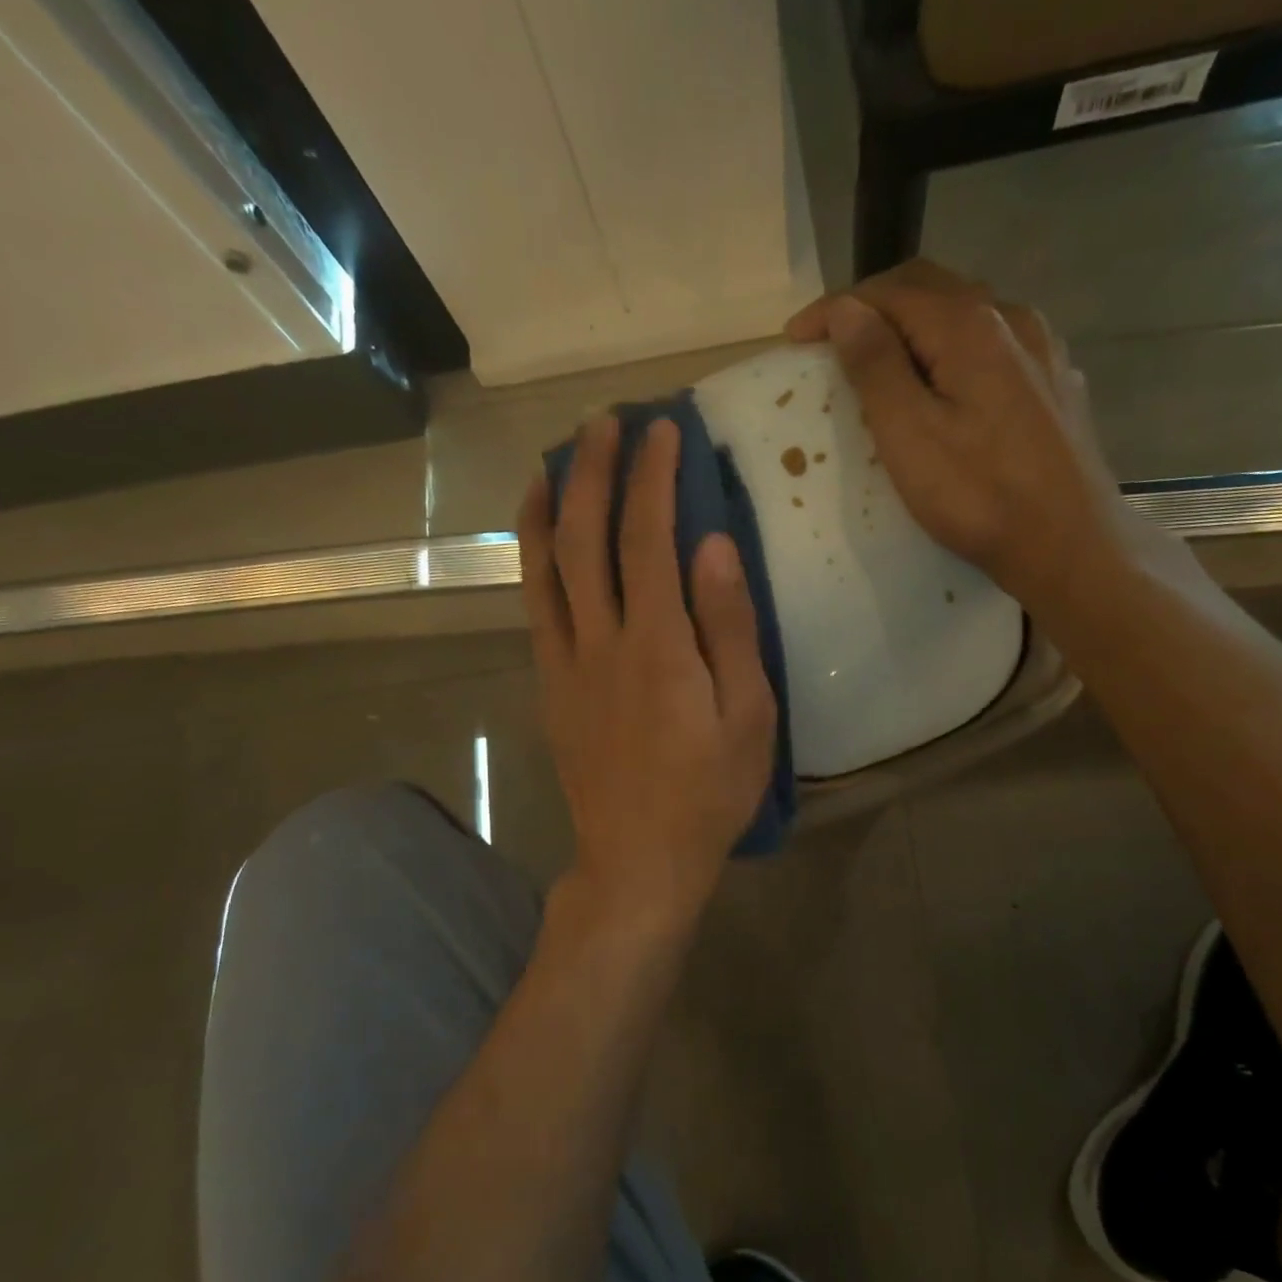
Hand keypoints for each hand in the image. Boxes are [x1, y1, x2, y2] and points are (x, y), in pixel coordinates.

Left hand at [519, 417, 776, 937]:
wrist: (638, 859)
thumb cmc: (709, 793)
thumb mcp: (748, 716)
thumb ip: (731, 628)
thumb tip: (713, 546)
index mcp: (658, 646)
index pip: (649, 538)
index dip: (653, 477)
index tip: (662, 431)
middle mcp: (601, 642)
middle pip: (584, 537)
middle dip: (593, 470)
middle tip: (604, 422)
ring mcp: (565, 664)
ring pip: (544, 568)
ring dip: (546, 505)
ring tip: (551, 460)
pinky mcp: (550, 687)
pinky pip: (536, 609)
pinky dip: (532, 561)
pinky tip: (539, 539)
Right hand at [787, 259, 1137, 616]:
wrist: (1069, 544)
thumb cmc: (979, 497)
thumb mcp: (910, 435)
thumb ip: (875, 366)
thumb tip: (847, 310)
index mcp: (970, 326)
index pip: (889, 293)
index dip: (836, 308)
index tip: (794, 338)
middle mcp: (1011, 319)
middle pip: (931, 289)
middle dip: (874, 307)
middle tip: (832, 341)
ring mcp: (1042, 349)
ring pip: (966, 315)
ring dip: (915, 326)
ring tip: (882, 359)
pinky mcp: (1055, 383)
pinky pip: (994, 346)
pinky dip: (952, 350)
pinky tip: (947, 381)